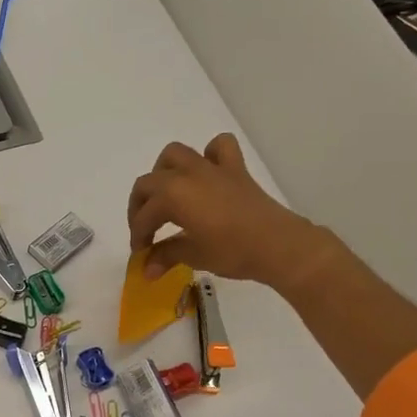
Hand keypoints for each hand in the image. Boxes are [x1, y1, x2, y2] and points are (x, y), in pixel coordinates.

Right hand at [127, 134, 323, 287]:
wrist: (278, 245)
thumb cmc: (232, 252)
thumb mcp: (194, 256)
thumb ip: (166, 256)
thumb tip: (146, 269)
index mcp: (172, 196)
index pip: (144, 216)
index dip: (138, 236)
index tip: (140, 254)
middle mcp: (186, 174)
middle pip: (149, 182)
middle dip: (141, 206)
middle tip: (146, 230)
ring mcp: (212, 167)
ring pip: (176, 154)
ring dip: (164, 171)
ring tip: (167, 195)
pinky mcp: (235, 169)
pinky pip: (219, 146)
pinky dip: (210, 154)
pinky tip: (208, 173)